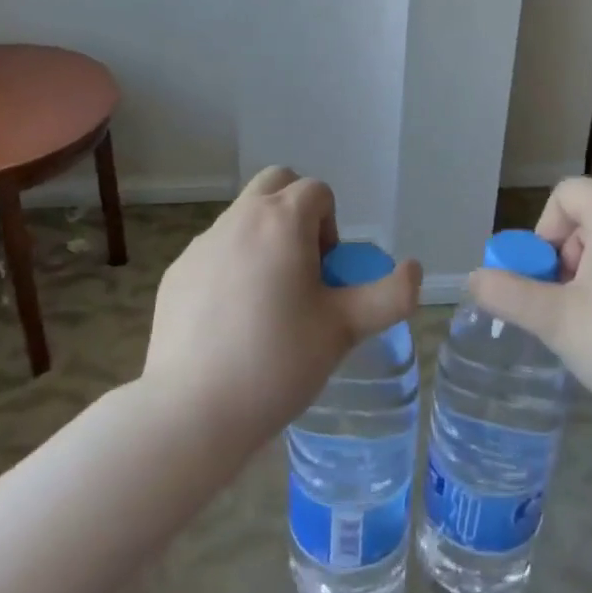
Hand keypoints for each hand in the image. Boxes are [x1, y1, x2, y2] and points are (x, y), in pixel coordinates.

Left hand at [143, 166, 421, 444]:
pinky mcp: (177, 271)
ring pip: (243, 216)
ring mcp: (202, 243)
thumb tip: (414, 270)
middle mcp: (239, 218)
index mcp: (282, 221)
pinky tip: (231, 320)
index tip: (327, 274)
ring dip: (264, 238)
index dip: (332, 226)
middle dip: (297, 211)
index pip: (317, 191)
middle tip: (303, 268)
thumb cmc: (278, 362)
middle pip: (276, 183)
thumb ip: (390, 295)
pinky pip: (215, 251)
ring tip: (269, 300)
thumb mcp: (345, 329)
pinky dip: (231, 265)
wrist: (193, 410)